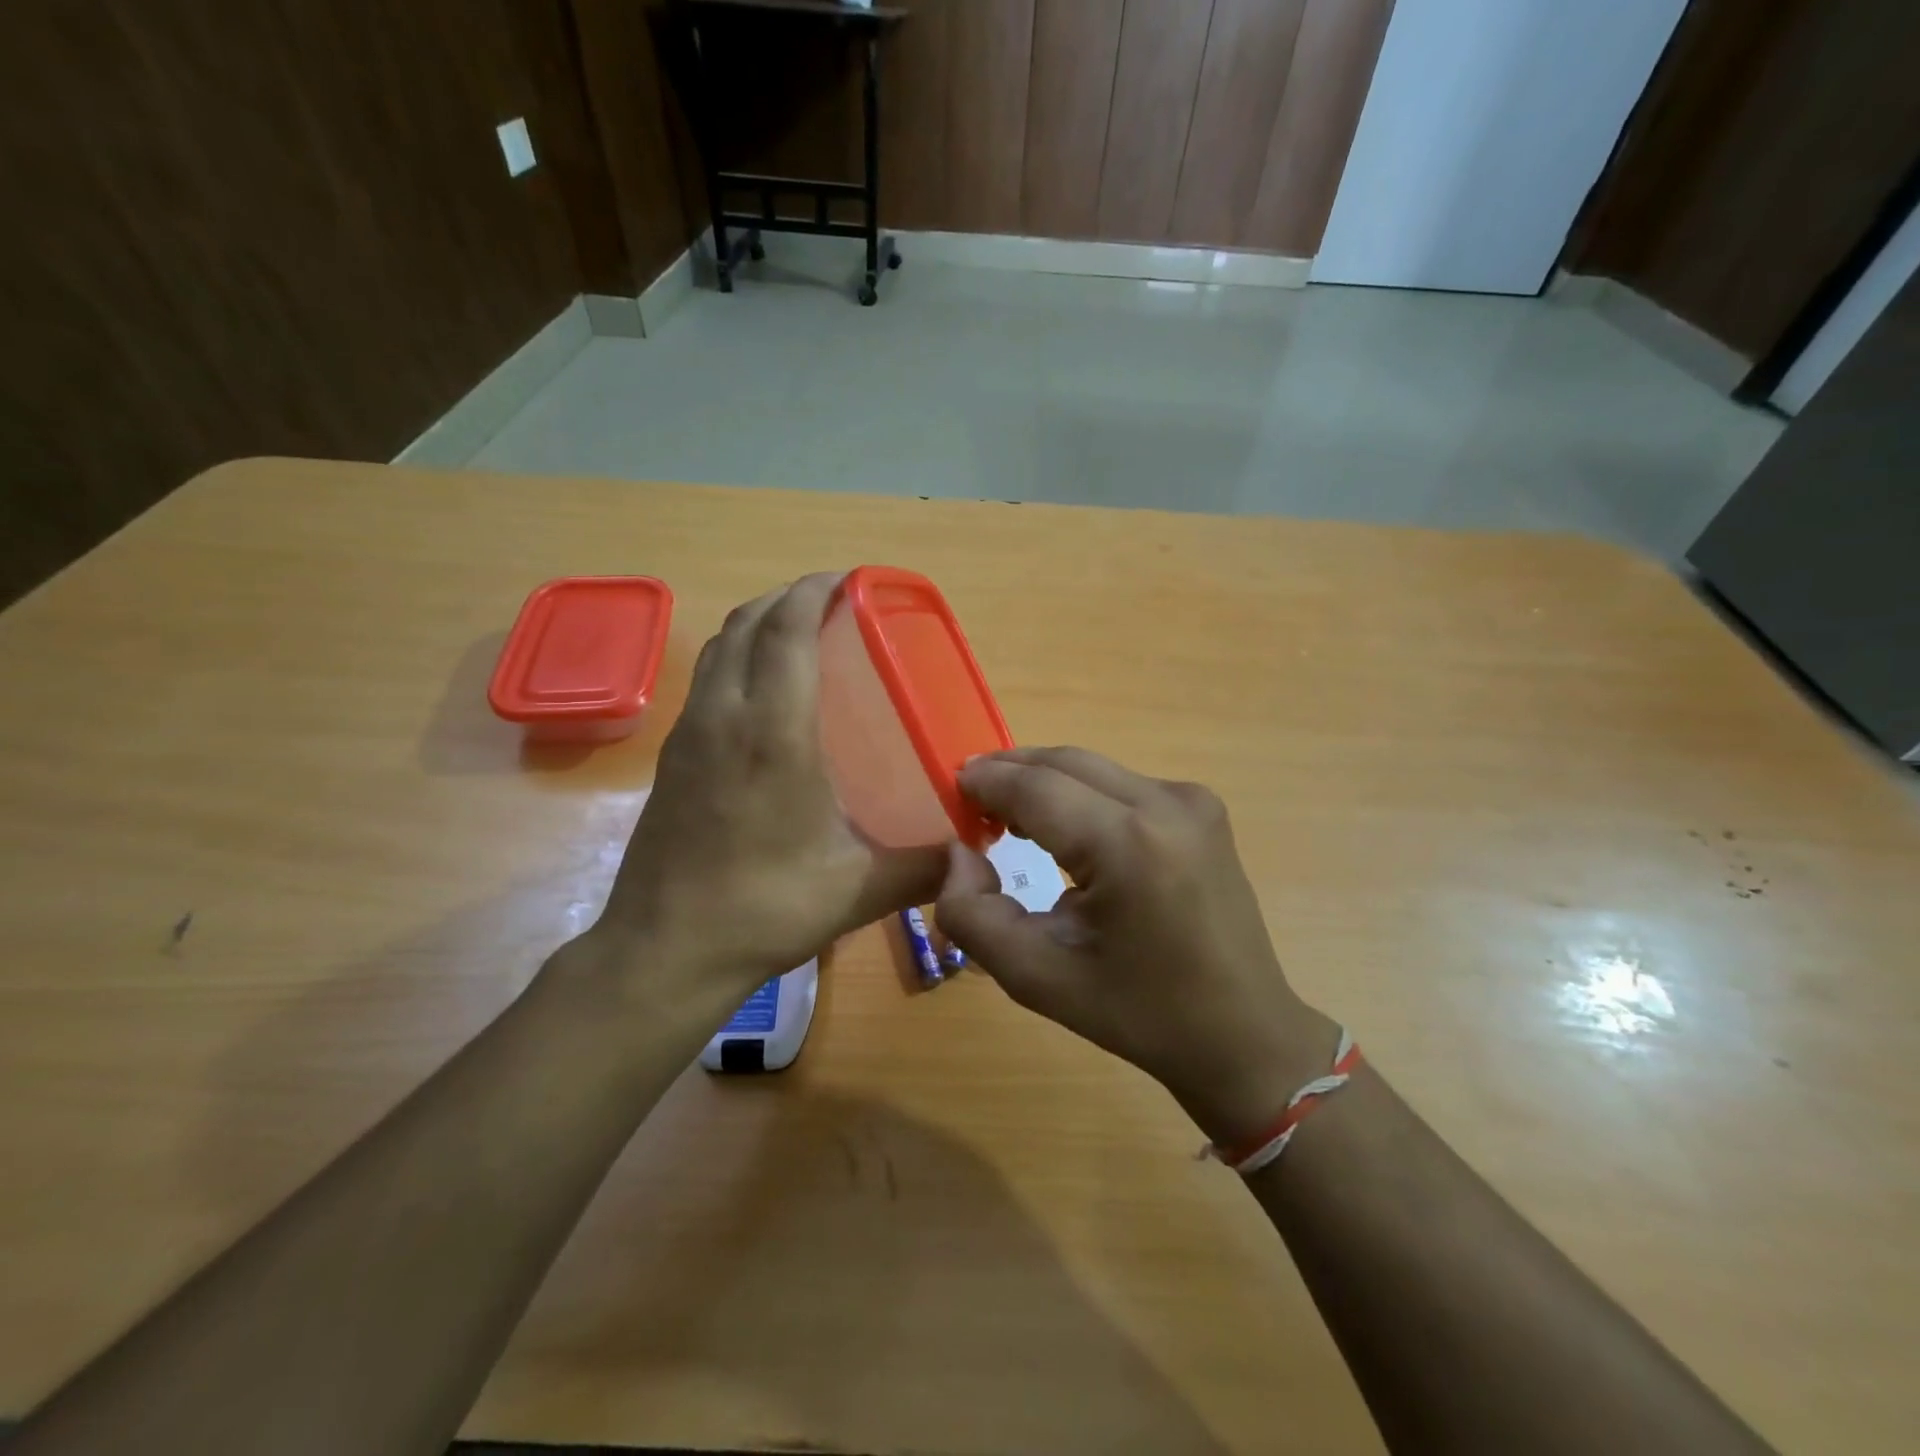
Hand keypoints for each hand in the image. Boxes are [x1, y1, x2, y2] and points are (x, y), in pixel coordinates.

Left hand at [594, 574, 945, 1010]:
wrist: (664, 951)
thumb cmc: (763, 909)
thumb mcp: (858, 890)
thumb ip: (923, 867)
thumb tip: (972, 857)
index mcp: (772, 732)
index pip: (787, 630)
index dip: (815, 592)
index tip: (849, 580)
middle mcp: (724, 717)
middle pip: (748, 623)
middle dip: (788, 597)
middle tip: (832, 602)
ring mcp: (688, 734)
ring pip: (720, 649)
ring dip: (758, 624)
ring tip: (798, 633)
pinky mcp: (671, 758)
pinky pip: (706, 680)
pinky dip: (737, 659)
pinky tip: (763, 694)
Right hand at [935, 747, 1337, 1145]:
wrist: (1242, 1033)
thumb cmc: (1137, 1013)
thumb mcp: (1036, 978)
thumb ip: (973, 916)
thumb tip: (960, 853)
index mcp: (1129, 845)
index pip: (1036, 788)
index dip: (987, 781)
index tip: (950, 788)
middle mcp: (1166, 804)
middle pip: (1065, 763)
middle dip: (1011, 772)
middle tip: (969, 798)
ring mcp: (1192, 801)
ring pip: (1092, 768)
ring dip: (1044, 781)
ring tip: (1005, 813)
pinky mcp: (1202, 808)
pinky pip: (1120, 783)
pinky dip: (1079, 793)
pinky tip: (1061, 824)